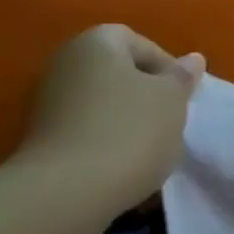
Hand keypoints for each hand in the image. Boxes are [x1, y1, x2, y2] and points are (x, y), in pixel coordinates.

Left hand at [12, 25, 203, 217]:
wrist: (67, 192)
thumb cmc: (130, 131)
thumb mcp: (172, 100)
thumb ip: (182, 77)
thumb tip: (192, 59)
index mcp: (95, 43)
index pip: (138, 41)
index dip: (166, 66)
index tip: (182, 96)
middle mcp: (64, 63)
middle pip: (117, 71)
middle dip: (146, 93)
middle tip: (169, 119)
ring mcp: (46, 101)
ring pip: (102, 102)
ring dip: (127, 119)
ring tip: (149, 146)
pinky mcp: (41, 137)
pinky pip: (86, 129)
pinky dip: (106, 140)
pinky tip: (123, 164)